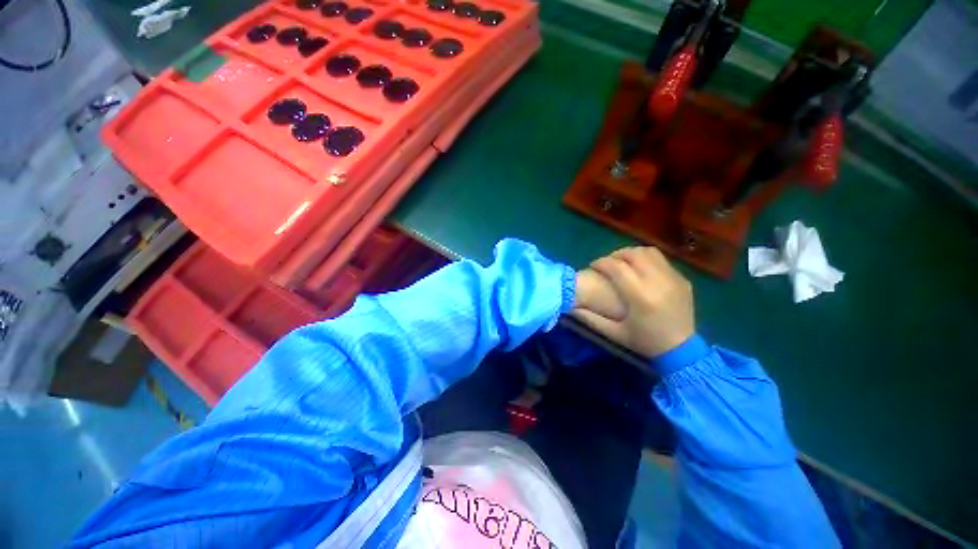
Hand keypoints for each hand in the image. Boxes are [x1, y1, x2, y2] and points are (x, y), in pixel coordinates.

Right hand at [573, 247, 694, 358]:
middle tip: (606, 264)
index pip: (617, 267)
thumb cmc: (645, 341)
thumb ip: (590, 319)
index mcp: (641, 296)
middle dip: (615, 255)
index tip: (592, 266)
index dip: (601, 262)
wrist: (682, 350)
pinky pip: (661, 260)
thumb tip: (570, 307)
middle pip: (633, 254)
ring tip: (622, 263)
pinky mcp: (682, 279)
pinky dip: (646, 259)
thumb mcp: (614, 333)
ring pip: (649, 252)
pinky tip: (640, 270)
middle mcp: (658, 282)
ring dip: (631, 253)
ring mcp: (673, 278)